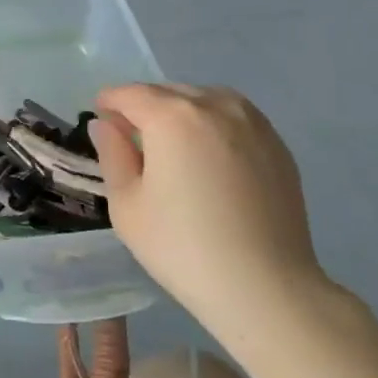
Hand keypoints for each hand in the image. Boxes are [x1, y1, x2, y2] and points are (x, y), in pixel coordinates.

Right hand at [91, 85, 335, 339]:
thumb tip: (105, 125)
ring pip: (206, 100)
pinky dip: (213, 125)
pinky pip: (235, 118)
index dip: (109, 102)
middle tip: (131, 138)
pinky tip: (208, 158)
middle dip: (145, 106)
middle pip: (169, 92)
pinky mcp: (277, 145)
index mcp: (173, 117)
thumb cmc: (180, 246)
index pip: (131, 94)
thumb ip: (113, 154)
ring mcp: (254, 123)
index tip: (100, 118)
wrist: (263, 285)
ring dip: (181, 111)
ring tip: (171, 145)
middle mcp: (216, 107)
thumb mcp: (127, 204)